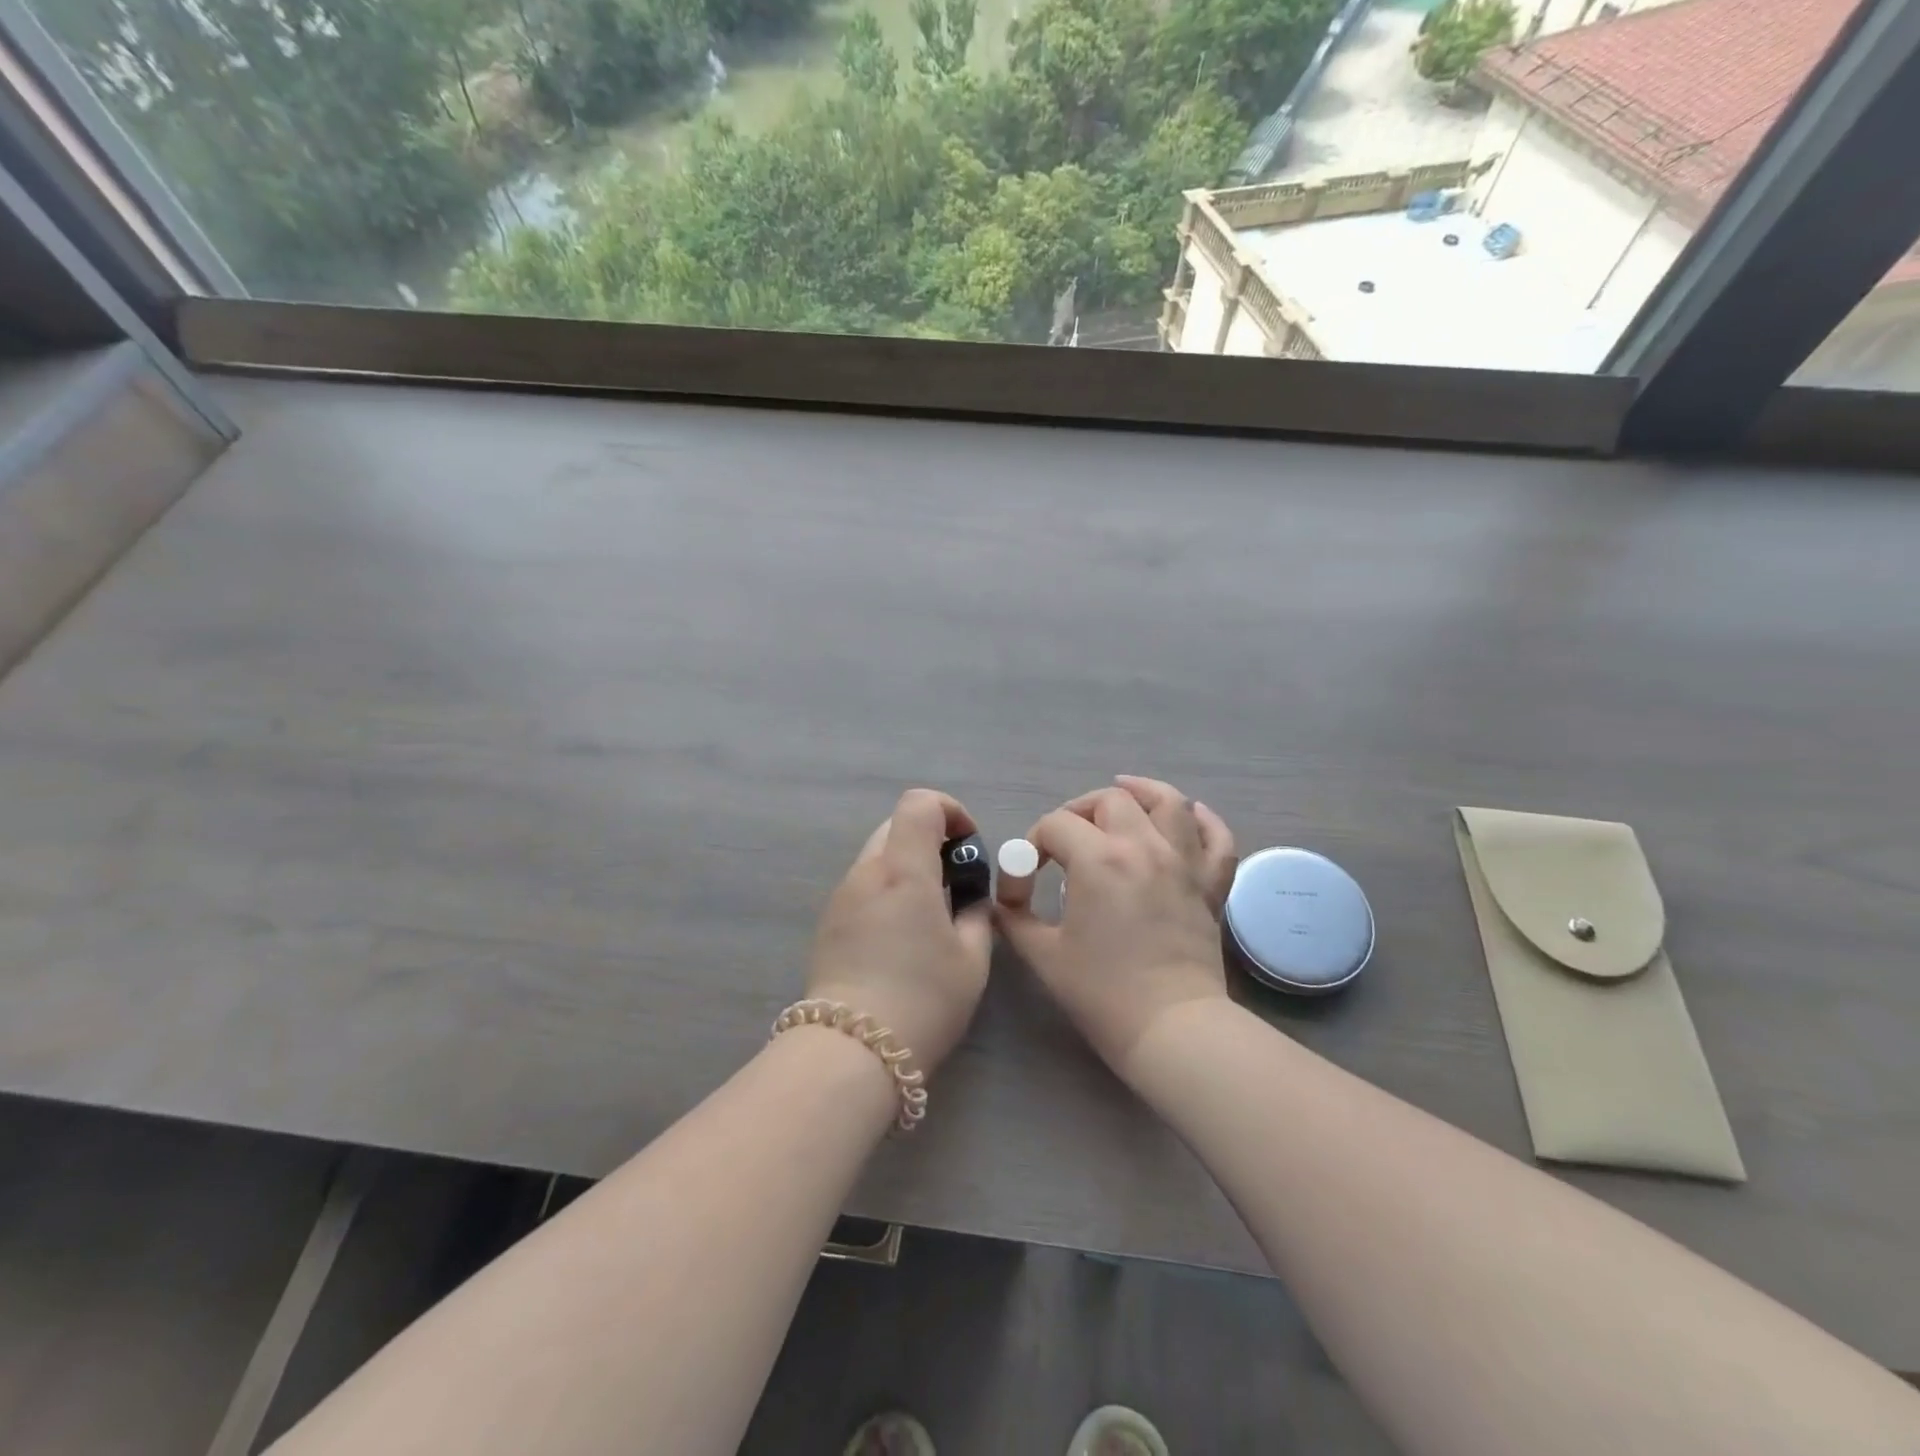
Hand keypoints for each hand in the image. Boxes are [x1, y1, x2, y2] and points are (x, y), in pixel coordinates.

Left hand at [806, 788, 993, 1075]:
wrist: (851, 1050)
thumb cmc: (923, 1000)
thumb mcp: (971, 959)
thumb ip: (976, 913)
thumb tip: (970, 898)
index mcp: (904, 870)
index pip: (919, 803)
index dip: (950, 810)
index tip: (968, 846)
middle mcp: (867, 872)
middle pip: (896, 824)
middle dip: (930, 839)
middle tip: (954, 880)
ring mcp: (841, 895)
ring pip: (877, 855)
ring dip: (907, 865)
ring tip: (928, 912)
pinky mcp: (827, 921)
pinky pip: (862, 885)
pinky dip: (887, 889)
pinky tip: (899, 935)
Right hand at [995, 775, 1236, 1076]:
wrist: (1171, 1029)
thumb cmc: (1102, 993)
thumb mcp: (1043, 955)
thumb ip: (1013, 919)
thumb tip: (1001, 901)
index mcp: (1099, 860)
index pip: (1056, 825)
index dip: (1032, 846)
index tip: (1025, 880)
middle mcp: (1144, 847)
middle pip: (1110, 801)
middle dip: (1079, 811)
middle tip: (1066, 840)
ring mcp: (1184, 862)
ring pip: (1169, 803)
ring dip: (1142, 793)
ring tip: (1124, 794)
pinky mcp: (1211, 885)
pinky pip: (1217, 838)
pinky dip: (1203, 820)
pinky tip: (1189, 816)